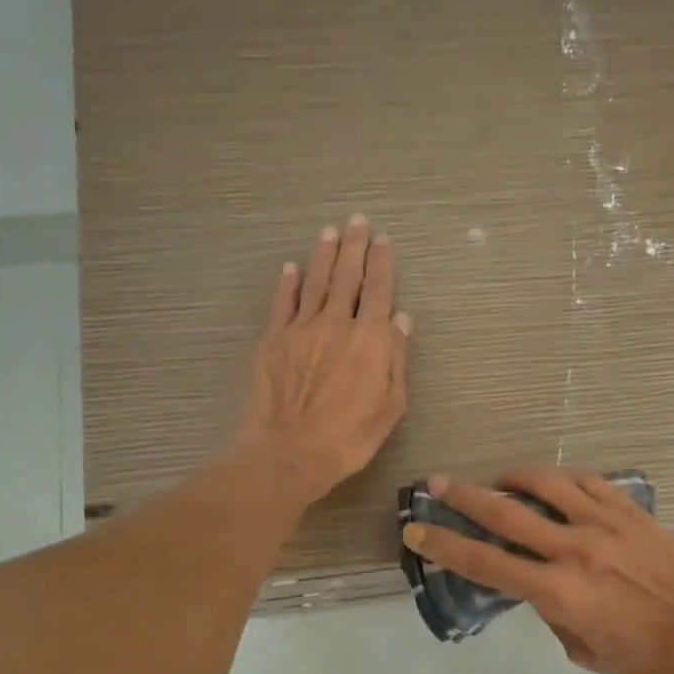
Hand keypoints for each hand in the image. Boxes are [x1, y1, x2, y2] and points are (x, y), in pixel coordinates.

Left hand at [234, 216, 411, 505]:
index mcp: (369, 339)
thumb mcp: (390, 406)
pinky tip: (291, 268)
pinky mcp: (272, 340)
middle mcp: (335, 324)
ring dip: (323, 255)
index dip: (382, 263)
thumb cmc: (348, 437)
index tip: (383, 240)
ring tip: (329, 232)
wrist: (289, 452)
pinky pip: (281, 303)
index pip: (378, 290)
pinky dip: (287, 283)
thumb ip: (395, 358)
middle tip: (357, 221)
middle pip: (346, 276)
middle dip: (354, 246)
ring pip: (314, 282)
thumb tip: (401, 320)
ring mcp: (300, 329)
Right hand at [401, 469, 673, 673]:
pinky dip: (564, 480)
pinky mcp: (630, 511)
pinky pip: (589, 482)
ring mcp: (604, 523)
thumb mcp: (582, 651)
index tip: (417, 531)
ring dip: (513, 477)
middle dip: (464, 497)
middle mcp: (572, 549)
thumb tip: (539, 585)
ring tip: (499, 478)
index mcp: (556, 591)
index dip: (445, 546)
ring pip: (546, 484)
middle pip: (505, 513)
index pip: (485, 563)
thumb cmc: (645, 657)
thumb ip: (552, 613)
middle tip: (437, 482)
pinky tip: (555, 484)